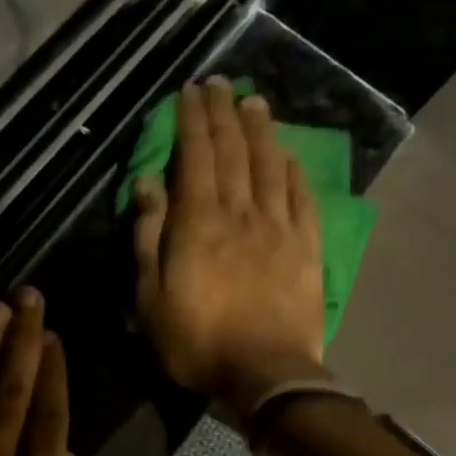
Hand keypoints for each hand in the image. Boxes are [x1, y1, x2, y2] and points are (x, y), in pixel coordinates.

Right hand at [132, 77, 324, 406]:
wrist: (265, 373)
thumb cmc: (196, 340)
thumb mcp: (150, 297)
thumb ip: (149, 236)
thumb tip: (148, 184)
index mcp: (199, 222)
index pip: (196, 156)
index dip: (192, 121)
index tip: (190, 92)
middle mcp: (241, 212)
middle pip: (234, 151)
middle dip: (224, 113)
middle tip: (220, 83)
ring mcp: (279, 227)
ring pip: (270, 166)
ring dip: (261, 130)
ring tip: (254, 102)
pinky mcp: (307, 247)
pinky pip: (302, 197)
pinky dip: (293, 170)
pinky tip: (289, 154)